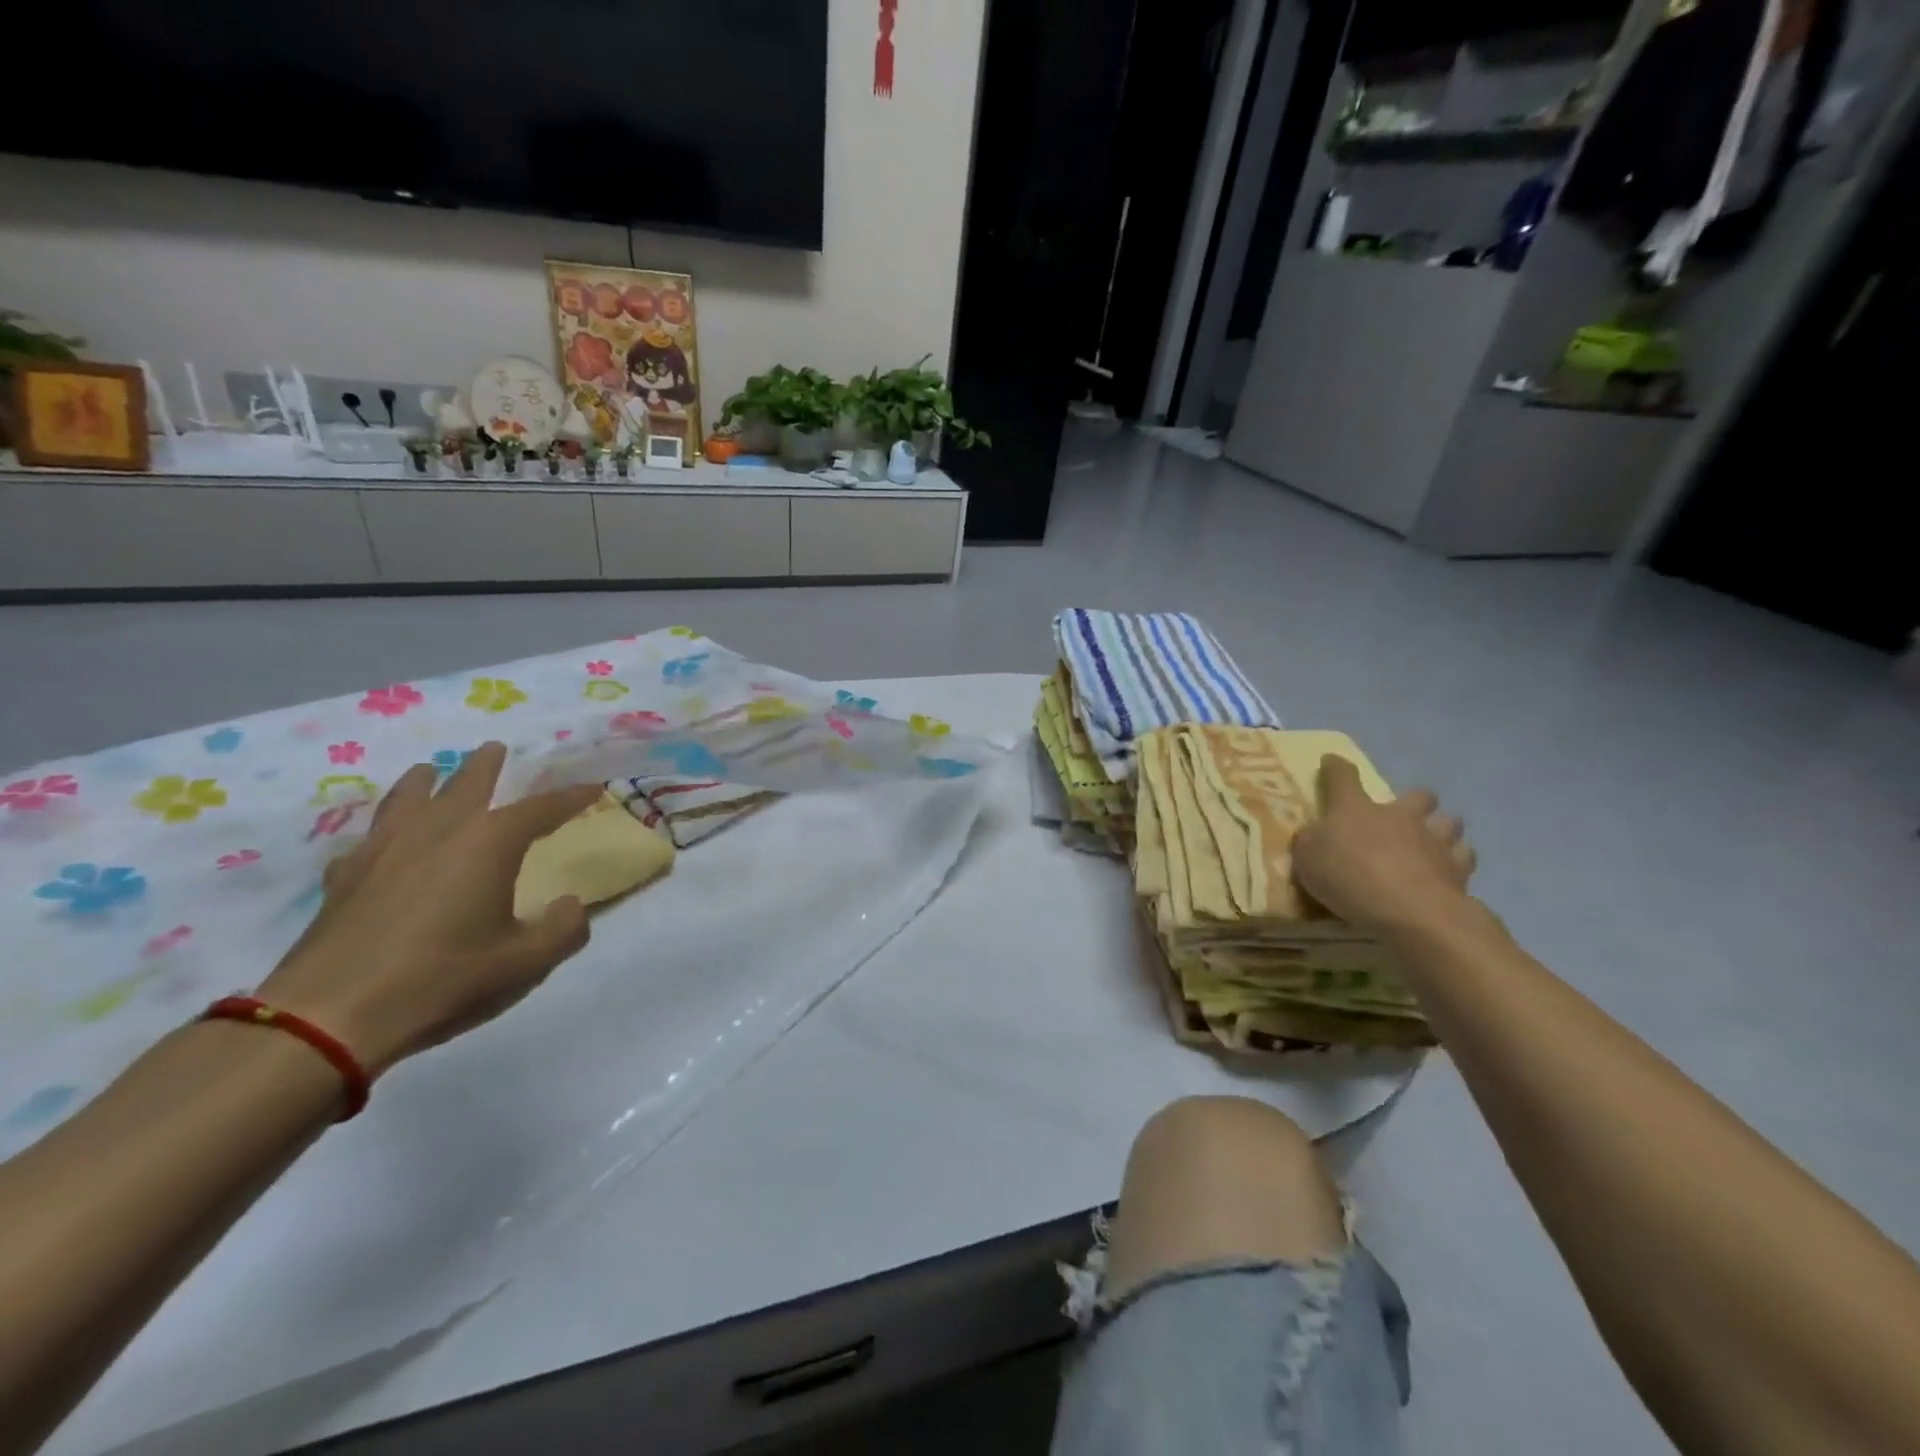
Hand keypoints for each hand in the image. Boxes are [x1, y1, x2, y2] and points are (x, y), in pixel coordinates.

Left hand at [258, 743, 603, 1077]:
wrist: (331, 1015)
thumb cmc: (445, 978)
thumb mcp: (528, 962)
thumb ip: (565, 929)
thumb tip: (572, 905)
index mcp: (490, 842)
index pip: (542, 808)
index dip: (571, 797)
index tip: (592, 788)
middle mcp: (439, 830)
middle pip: (467, 782)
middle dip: (486, 764)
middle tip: (495, 748)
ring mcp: (385, 849)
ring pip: (408, 797)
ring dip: (425, 781)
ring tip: (429, 771)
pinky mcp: (344, 876)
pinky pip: (369, 838)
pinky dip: (383, 832)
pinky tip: (381, 844)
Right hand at [1291, 755, 1477, 935]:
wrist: (1410, 910)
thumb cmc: (1350, 877)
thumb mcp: (1308, 859)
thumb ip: (1311, 842)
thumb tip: (1315, 834)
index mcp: (1356, 810)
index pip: (1343, 777)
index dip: (1335, 767)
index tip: (1331, 761)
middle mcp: (1400, 816)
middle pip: (1419, 796)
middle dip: (1416, 801)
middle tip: (1406, 815)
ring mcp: (1434, 840)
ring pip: (1450, 822)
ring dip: (1442, 829)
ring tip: (1433, 843)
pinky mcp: (1459, 870)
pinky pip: (1464, 856)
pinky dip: (1456, 861)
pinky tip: (1447, 872)